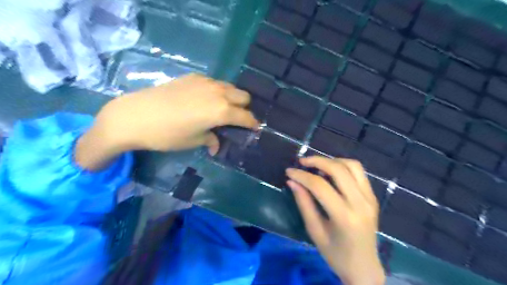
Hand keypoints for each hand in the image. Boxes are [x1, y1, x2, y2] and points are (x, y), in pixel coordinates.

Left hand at [77, 75, 258, 170]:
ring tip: (221, 109)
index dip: (253, 124)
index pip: (246, 116)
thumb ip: (211, 140)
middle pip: (243, 96)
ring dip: (232, 98)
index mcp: (222, 111)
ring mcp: (205, 82)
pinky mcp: (192, 76)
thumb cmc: (167, 134)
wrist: (134, 115)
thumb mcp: (193, 141)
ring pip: (229, 87)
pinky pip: (214, 83)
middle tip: (236, 119)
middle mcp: (218, 92)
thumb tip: (216, 146)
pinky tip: (204, 100)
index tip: (255, 129)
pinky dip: (216, 91)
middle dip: (244, 108)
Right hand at [287, 157, 381, 283]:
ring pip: (352, 165)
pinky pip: (359, 172)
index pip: (320, 186)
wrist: (364, 267)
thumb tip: (292, 181)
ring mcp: (370, 198)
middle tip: (302, 162)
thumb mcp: (314, 231)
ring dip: (332, 160)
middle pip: (338, 170)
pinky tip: (331, 171)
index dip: (302, 176)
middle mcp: (361, 203)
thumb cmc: (336, 254)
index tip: (289, 171)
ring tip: (316, 165)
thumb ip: (304, 203)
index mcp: (345, 217)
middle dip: (317, 161)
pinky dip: (343, 166)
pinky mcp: (373, 196)